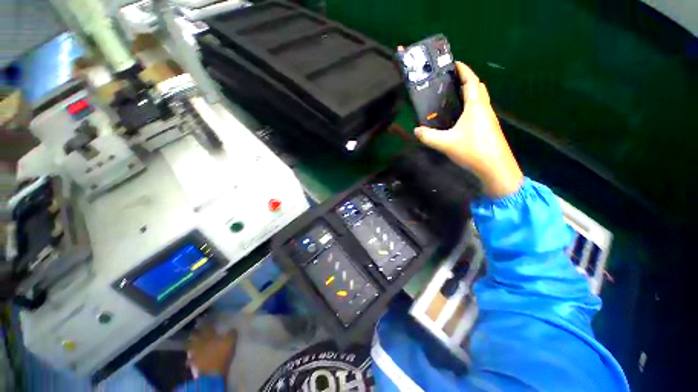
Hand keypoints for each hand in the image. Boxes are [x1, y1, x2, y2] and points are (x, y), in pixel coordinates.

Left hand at [187, 325, 236, 375]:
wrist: (212, 373)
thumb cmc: (222, 354)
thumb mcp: (231, 341)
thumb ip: (231, 333)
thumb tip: (232, 328)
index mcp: (209, 335)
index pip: (207, 326)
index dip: (206, 321)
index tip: (204, 316)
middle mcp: (200, 342)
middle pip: (195, 335)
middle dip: (195, 331)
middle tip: (195, 328)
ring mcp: (195, 353)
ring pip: (191, 346)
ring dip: (191, 344)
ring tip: (191, 342)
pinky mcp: (194, 363)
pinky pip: (190, 358)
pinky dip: (190, 357)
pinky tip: (191, 357)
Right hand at [415, 62, 522, 197]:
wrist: (495, 167)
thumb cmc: (472, 150)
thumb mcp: (445, 143)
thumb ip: (428, 136)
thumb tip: (416, 131)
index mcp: (475, 106)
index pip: (471, 81)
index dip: (464, 70)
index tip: (455, 63)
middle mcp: (484, 108)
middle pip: (478, 88)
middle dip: (467, 81)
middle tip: (452, 83)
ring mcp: (489, 118)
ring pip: (480, 99)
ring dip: (470, 94)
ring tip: (454, 99)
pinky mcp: (489, 128)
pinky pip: (480, 110)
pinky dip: (471, 107)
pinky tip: (461, 118)